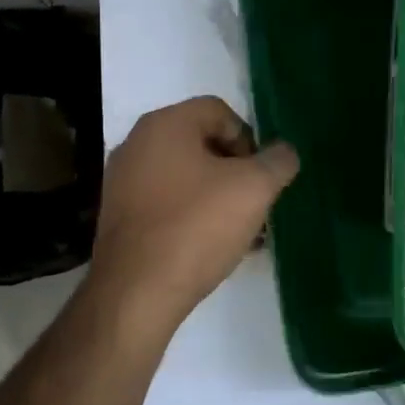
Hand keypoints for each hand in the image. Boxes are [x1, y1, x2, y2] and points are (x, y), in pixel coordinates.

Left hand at [89, 96, 298, 329]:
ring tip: (240, 230)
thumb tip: (283, 153)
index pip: (219, 111)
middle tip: (255, 203)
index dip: (249, 139)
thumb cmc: (197, 226)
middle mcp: (137, 144)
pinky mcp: (120, 217)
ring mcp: (123, 182)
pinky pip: (167, 203)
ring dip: (217, 196)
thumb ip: (278, 162)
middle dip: (236, 171)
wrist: (136, 292)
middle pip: (202, 143)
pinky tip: (212, 246)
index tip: (260, 176)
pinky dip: (192, 216)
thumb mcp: (254, 188)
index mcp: (165, 124)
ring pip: (186, 177)